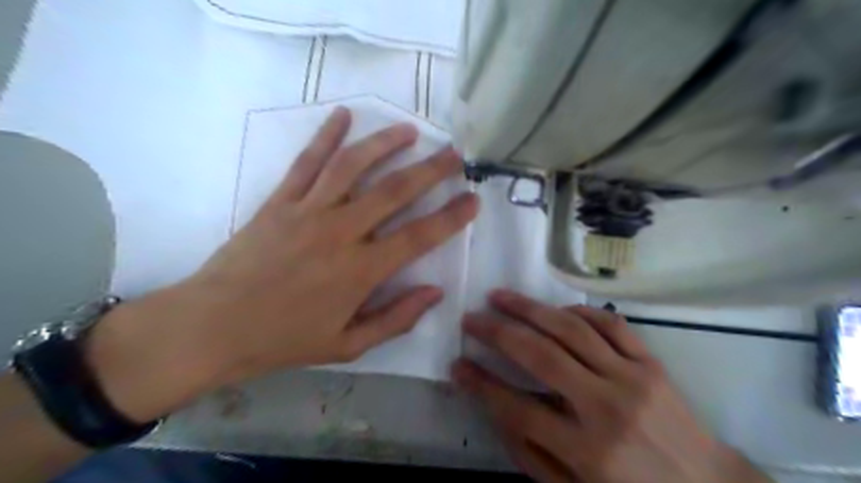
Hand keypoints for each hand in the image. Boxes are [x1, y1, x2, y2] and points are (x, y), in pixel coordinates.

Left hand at [84, 107, 481, 421]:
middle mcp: (340, 232)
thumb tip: (435, 293)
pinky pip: (306, 162)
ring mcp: (307, 211)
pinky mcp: (280, 201)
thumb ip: (396, 319)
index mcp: (360, 271)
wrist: (212, 326)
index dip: (451, 217)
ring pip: (353, 167)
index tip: (473, 199)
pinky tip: (343, 115)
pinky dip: (326, 136)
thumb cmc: (283, 340)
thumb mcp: (348, 346)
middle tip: (454, 154)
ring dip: (385, 144)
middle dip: (431, 170)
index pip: (419, 237)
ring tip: (410, 130)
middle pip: (394, 191)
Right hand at [453, 291, 769, 482]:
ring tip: (499, 297)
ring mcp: (632, 378)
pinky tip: (554, 310)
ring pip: (571, 330)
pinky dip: (577, 311)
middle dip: (497, 333)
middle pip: (540, 356)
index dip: (481, 385)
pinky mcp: (651, 362)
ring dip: (529, 309)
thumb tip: (495, 408)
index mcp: (587, 451)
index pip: (518, 409)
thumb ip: (531, 454)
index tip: (457, 366)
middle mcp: (607, 408)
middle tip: (471, 318)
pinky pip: (609, 324)